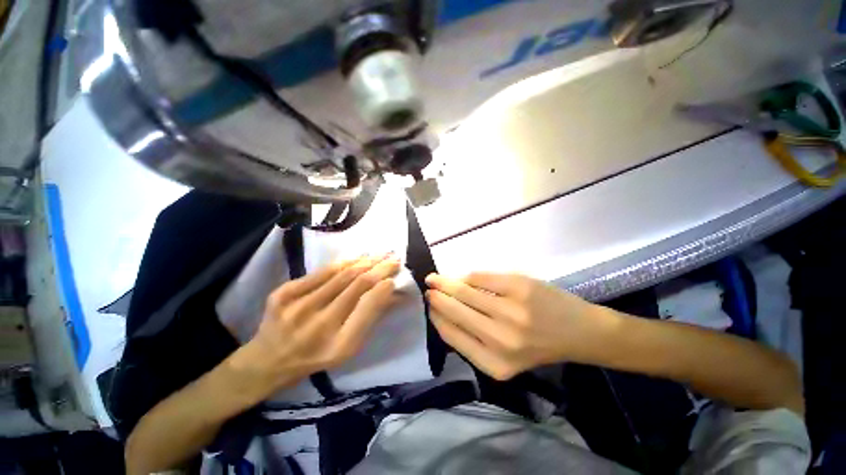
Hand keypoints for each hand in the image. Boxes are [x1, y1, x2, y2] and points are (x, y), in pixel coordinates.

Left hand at [232, 255, 400, 398]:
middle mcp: (319, 324)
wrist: (268, 360)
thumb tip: (391, 291)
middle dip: (380, 268)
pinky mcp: (283, 293)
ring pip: (342, 274)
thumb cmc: (316, 357)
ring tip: (380, 254)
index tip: (396, 276)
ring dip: (366, 261)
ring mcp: (298, 306)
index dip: (384, 287)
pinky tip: (357, 258)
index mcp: (338, 345)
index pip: (368, 306)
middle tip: (394, 258)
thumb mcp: (348, 348)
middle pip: (358, 285)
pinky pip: (322, 272)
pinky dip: (344, 263)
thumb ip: (370, 318)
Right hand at [426, 272, 619, 380]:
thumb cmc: (538, 345)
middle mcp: (500, 340)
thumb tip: (443, 313)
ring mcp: (511, 311)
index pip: (451, 335)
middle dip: (436, 297)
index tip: (429, 306)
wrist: (580, 332)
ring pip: (464, 291)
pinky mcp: (519, 287)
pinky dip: (467, 275)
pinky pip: (481, 277)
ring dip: (446, 282)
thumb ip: (473, 340)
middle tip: (428, 287)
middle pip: (455, 311)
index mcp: (494, 364)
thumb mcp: (504, 356)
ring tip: (436, 278)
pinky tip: (462, 276)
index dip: (436, 317)